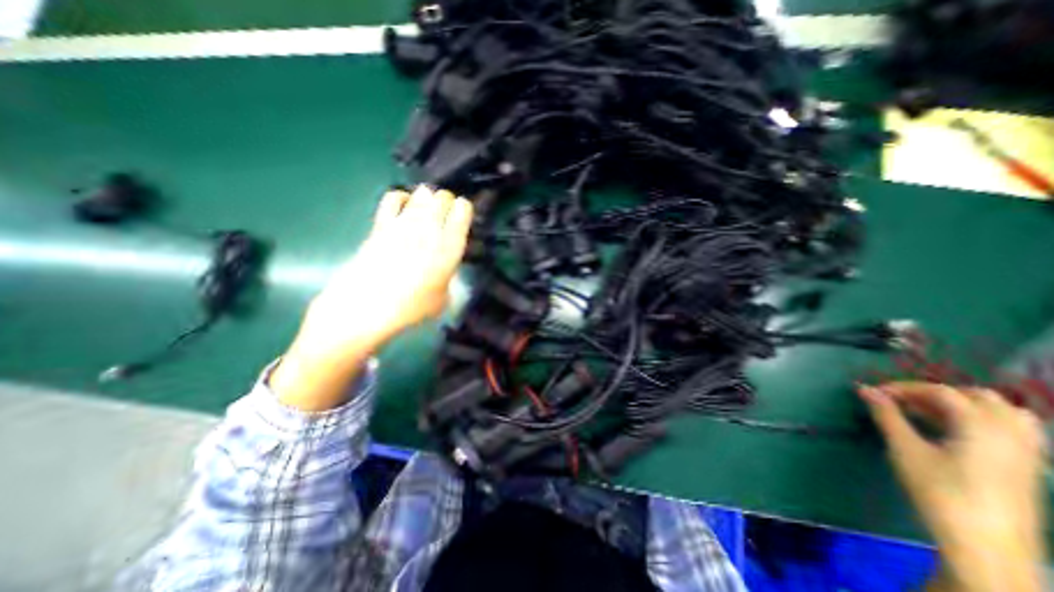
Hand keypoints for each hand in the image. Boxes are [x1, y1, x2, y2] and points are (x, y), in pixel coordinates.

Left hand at [271, 187, 474, 409]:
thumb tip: (446, 268)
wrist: (367, 308)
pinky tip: (404, 205)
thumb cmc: (410, 309)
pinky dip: (401, 197)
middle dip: (447, 201)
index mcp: (450, 248)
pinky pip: (393, 198)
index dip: (464, 209)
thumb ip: (449, 278)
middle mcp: (430, 230)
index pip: (463, 211)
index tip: (463, 216)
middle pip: (442, 197)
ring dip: (427, 198)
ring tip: (427, 209)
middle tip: (446, 213)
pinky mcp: (381, 225)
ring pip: (421, 195)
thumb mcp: (443, 299)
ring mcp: (404, 224)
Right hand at [866, 381, 1044, 589]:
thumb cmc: (940, 492)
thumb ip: (886, 415)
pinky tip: (956, 431)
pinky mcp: (1028, 467)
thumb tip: (865, 389)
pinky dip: (983, 420)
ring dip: (963, 404)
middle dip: (935, 393)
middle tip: (901, 402)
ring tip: (928, 412)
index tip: (875, 393)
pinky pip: (1014, 430)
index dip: (904, 387)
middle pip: (976, 397)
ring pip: (1002, 412)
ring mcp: (1027, 452)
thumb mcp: (905, 450)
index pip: (941, 392)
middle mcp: (1011, 433)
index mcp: (982, 426)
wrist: (986, 547)